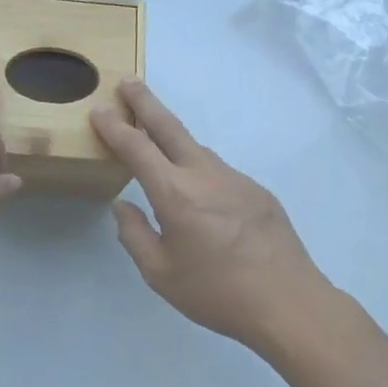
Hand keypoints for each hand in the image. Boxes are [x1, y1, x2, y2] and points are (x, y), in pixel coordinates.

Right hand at [92, 80, 339, 351]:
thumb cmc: (217, 293)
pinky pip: (219, 171)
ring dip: (173, 137)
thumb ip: (135, 235)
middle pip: (170, 127)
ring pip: (197, 149)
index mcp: (175, 194)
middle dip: (145, 102)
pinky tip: (199, 192)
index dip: (114, 128)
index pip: (137, 148)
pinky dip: (199, 168)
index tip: (99, 111)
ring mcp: (236, 179)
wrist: (289, 303)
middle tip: (128, 82)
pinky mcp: (258, 191)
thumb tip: (123, 206)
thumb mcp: (160, 274)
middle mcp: (205, 175)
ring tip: (156, 139)